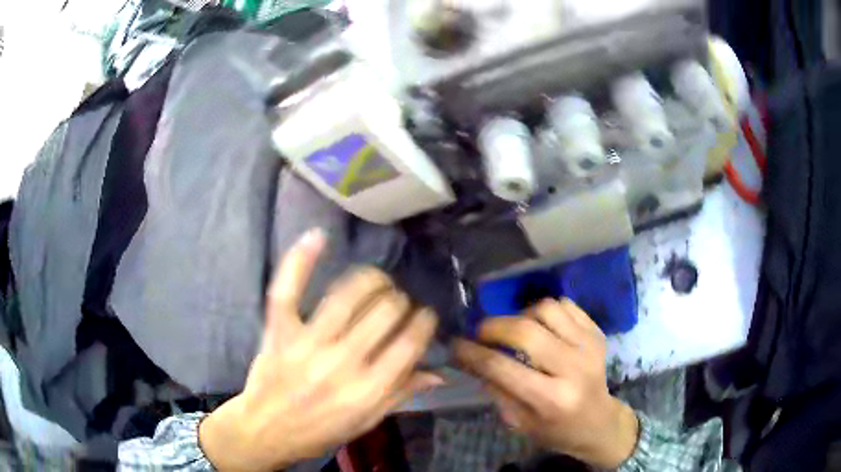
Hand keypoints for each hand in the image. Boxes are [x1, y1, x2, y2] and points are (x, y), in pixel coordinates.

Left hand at [199, 230, 440, 471]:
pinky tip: (319, 236)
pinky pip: (288, 290)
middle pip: (385, 311)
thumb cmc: (320, 431)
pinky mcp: (279, 330)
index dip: (424, 321)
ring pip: (348, 295)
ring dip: (371, 280)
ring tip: (378, 281)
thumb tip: (438, 372)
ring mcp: (307, 343)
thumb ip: (402, 393)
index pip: (410, 343)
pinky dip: (301, 260)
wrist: (266, 430)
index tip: (425, 314)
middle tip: (399, 303)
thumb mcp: (367, 421)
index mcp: (368, 389)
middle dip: (401, 300)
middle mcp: (342, 362)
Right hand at [454, 299, 638, 468]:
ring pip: (547, 309)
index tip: (456, 344)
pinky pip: (566, 305)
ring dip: (521, 315)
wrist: (598, 422)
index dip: (472, 352)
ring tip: (514, 329)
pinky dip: (545, 310)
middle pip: (526, 330)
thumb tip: (470, 357)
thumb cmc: (555, 429)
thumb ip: (495, 388)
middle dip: (493, 326)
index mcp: (550, 399)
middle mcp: (573, 368)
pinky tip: (539, 326)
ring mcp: (589, 346)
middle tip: (481, 332)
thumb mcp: (518, 421)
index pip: (502, 367)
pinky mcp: (597, 333)